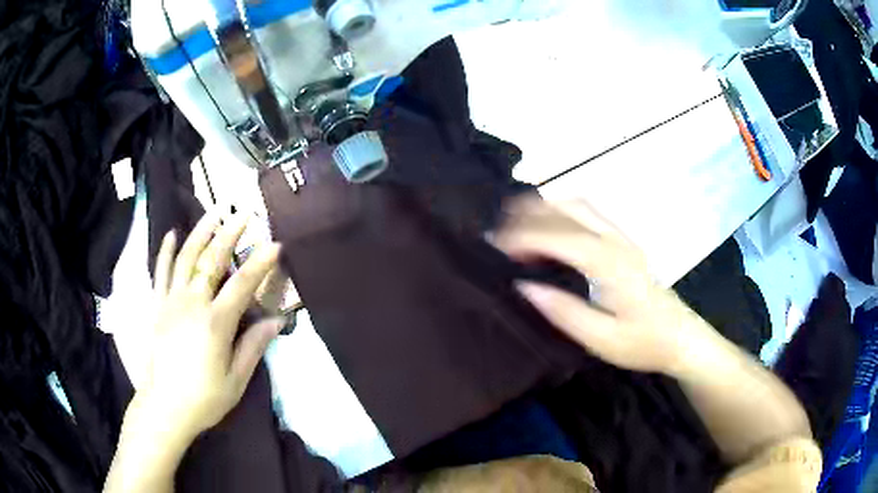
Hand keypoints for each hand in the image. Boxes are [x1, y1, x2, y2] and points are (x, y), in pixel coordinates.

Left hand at [132, 213, 283, 443]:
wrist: (164, 407)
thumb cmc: (204, 397)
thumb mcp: (236, 380)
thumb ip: (254, 346)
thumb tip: (277, 320)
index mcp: (215, 324)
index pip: (242, 285)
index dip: (260, 264)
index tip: (275, 244)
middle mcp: (192, 304)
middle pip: (211, 261)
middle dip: (229, 234)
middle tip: (244, 213)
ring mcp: (171, 301)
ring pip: (185, 257)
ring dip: (200, 232)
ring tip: (213, 211)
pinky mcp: (157, 306)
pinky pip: (160, 272)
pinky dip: (166, 251)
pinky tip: (171, 234)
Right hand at [493, 195, 711, 374]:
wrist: (681, 337)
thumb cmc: (644, 343)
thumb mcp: (602, 340)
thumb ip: (564, 313)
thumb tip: (524, 287)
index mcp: (610, 265)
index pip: (561, 237)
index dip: (525, 237)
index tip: (496, 246)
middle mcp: (616, 241)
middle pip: (570, 208)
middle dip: (530, 212)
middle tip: (499, 228)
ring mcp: (623, 237)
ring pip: (580, 204)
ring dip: (546, 207)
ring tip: (517, 222)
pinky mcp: (625, 242)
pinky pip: (589, 213)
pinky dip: (562, 211)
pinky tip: (550, 226)